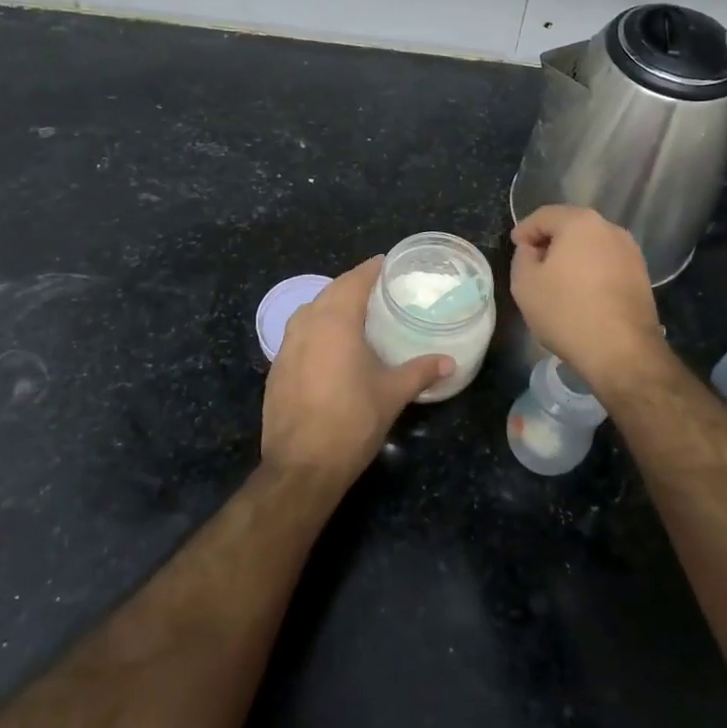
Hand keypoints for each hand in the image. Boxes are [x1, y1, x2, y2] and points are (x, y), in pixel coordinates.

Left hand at [262, 256, 452, 484]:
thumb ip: (420, 372)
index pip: (354, 281)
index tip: (384, 262)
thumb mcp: (392, 395)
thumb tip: (449, 361)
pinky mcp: (277, 367)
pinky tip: (328, 344)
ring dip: (330, 303)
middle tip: (374, 286)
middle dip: (351, 284)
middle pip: (330, 291)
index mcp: (336, 322)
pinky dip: (315, 327)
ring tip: (352, 310)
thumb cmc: (352, 422)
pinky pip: (298, 333)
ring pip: (310, 310)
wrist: (301, 466)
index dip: (370, 269)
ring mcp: (286, 346)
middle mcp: (307, 324)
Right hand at [510, 206, 663, 381]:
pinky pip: (607, 264)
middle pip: (572, 227)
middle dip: (550, 240)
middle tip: (533, 260)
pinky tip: (581, 292)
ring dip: (573, 256)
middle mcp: (610, 229)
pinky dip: (591, 271)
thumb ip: (523, 257)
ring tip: (557, 279)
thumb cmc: (566, 311)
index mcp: (580, 223)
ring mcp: (630, 252)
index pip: (545, 216)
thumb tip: (533, 250)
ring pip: (592, 245)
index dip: (525, 229)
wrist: (621, 350)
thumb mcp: (525, 283)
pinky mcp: (642, 276)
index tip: (515, 246)